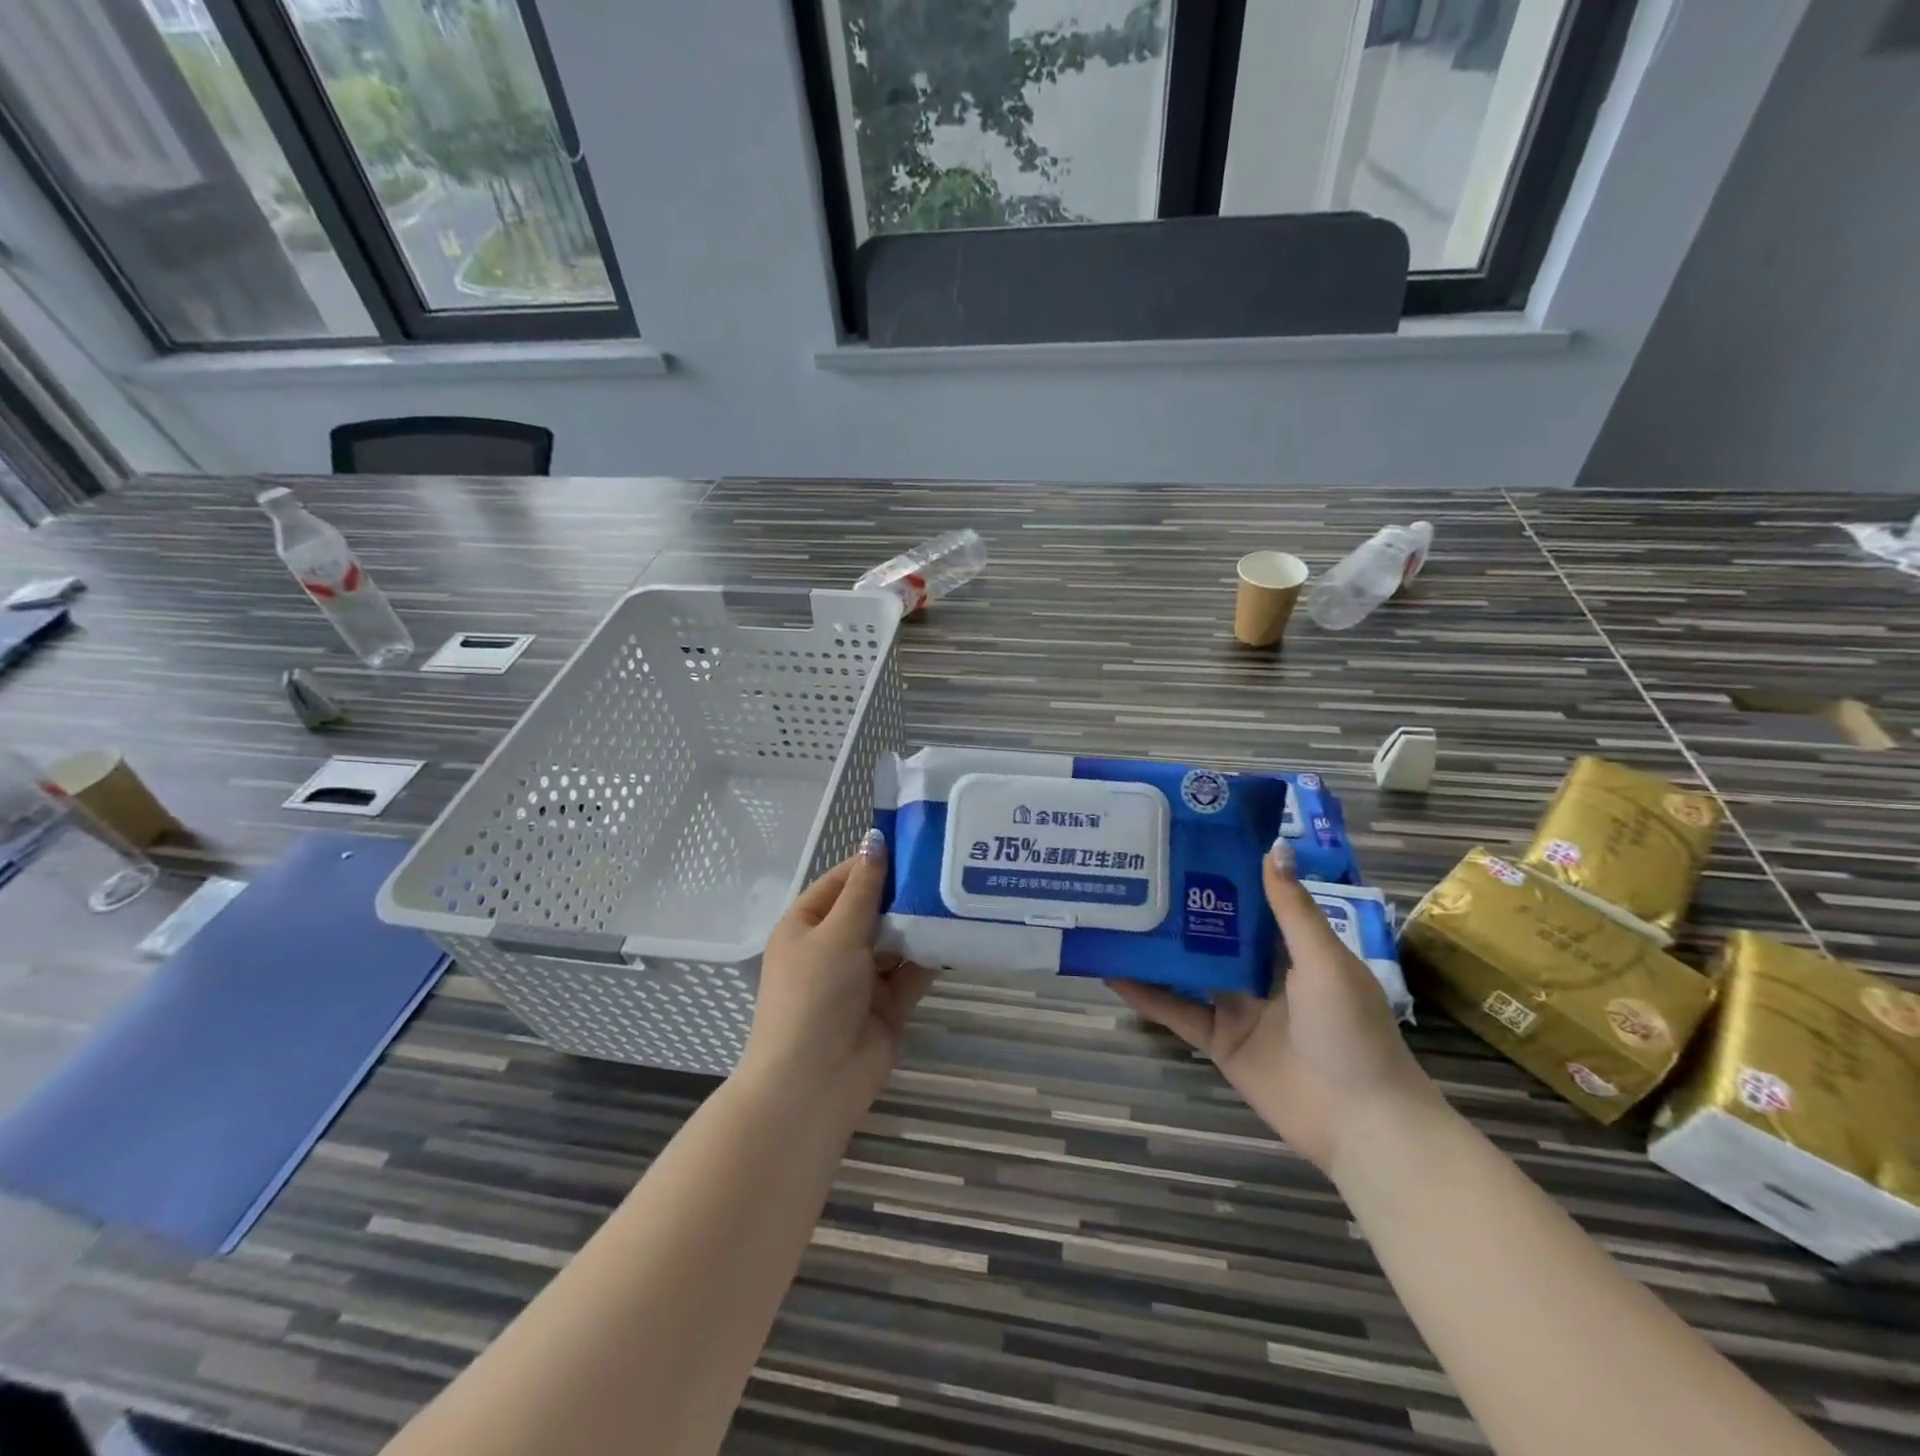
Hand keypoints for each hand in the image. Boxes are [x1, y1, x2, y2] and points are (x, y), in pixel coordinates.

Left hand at [740, 830, 935, 1121]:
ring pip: (895, 940)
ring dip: (920, 922)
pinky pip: (912, 971)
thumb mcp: (836, 934)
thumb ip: (863, 890)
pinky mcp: (887, 1004)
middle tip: (947, 863)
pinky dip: (931, 955)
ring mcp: (861, 977)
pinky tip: (960, 932)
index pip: (842, 881)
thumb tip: (874, 839)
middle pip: (871, 909)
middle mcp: (833, 947)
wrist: (813, 1084)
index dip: (873, 861)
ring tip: (960, 892)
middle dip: (903, 891)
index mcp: (807, 926)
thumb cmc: (814, 996)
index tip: (913, 842)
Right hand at [1108, 839, 1436, 1174]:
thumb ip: (1292, 910)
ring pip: (1189, 969)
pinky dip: (1146, 995)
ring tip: (1117, 914)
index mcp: (1295, 948)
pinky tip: (1112, 973)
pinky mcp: (1218, 1041)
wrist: (1361, 1123)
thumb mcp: (1324, 961)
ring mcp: (1237, 1007)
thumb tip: (1271, 847)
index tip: (1186, 842)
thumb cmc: (1350, 1030)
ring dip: (1158, 948)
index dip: (1224, 873)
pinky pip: (1176, 1012)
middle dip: (1182, 906)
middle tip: (1138, 871)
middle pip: (1215, 932)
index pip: (1254, 901)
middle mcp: (1262, 972)